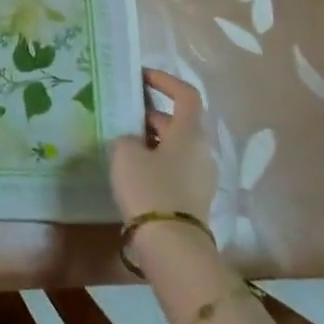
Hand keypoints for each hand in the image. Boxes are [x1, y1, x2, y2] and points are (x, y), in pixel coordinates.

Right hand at [109, 69, 215, 222]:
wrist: (171, 245)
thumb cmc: (149, 188)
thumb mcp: (125, 153)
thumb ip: (127, 137)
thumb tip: (133, 140)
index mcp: (191, 131)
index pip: (186, 94)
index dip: (164, 81)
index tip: (141, 77)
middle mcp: (202, 149)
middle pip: (179, 121)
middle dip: (151, 114)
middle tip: (122, 113)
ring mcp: (201, 175)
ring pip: (176, 146)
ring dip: (152, 139)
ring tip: (121, 141)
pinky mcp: (194, 197)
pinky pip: (174, 168)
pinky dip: (155, 161)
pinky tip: (132, 170)